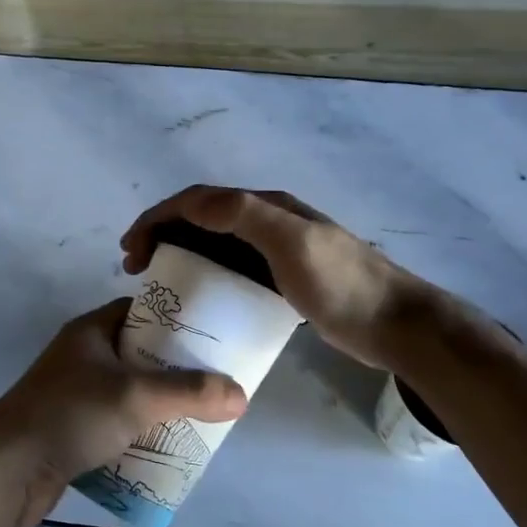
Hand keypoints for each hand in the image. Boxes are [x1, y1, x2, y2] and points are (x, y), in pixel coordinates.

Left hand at [0, 299, 245, 526]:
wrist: (5, 471)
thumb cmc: (69, 415)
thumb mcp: (136, 396)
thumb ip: (189, 393)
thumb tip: (240, 395)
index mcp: (92, 331)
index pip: (140, 311)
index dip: (176, 320)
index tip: (212, 336)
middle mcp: (83, 357)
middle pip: (139, 355)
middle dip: (175, 371)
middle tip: (214, 384)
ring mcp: (75, 396)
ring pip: (129, 394)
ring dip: (159, 407)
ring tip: (200, 419)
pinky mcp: (72, 432)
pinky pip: (116, 426)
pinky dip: (139, 435)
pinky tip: (166, 451)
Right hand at [122, 185, 427, 370]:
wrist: (395, 325)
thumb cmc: (341, 285)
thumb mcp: (292, 242)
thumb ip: (243, 214)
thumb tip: (190, 202)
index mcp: (266, 207)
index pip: (199, 201)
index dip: (158, 218)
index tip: (131, 248)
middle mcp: (268, 221)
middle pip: (202, 220)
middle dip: (163, 235)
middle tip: (136, 267)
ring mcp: (277, 251)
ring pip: (215, 244)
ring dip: (180, 254)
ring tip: (157, 281)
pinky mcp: (284, 280)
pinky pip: (232, 269)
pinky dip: (205, 274)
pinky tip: (198, 297)